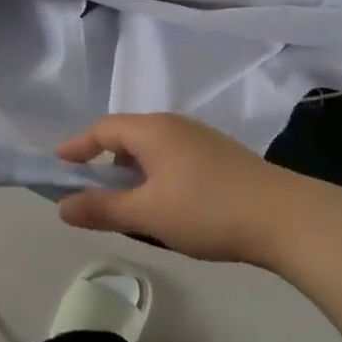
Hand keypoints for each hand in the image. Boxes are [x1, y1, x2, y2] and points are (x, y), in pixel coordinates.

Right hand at [54, 113, 308, 264]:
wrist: (283, 217)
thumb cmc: (206, 210)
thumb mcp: (147, 215)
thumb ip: (102, 208)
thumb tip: (62, 206)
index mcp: (152, 130)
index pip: (102, 129)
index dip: (77, 147)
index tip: (58, 165)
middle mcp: (173, 124)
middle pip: (127, 136)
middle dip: (105, 162)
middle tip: (94, 194)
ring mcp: (200, 137)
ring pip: (152, 148)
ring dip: (133, 172)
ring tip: (132, 207)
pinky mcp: (219, 155)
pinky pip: (173, 157)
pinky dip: (157, 175)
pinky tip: (169, 206)